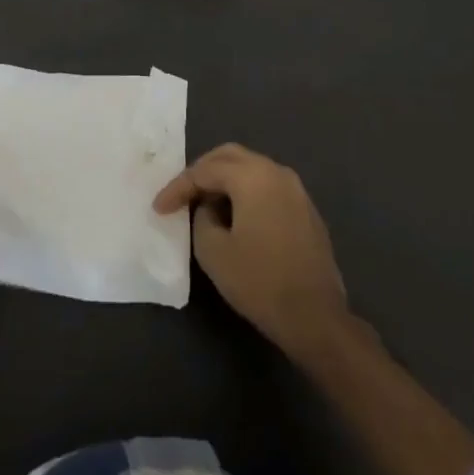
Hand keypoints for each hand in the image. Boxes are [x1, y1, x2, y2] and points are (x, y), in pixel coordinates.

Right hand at [153, 143, 349, 361]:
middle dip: (202, 171)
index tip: (158, 208)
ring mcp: (296, 190)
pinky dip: (246, 192)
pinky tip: (235, 216)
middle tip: (182, 193)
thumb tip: (210, 209)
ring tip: (204, 203)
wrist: (315, 317)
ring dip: (225, 180)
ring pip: (252, 169)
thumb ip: (202, 217)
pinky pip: (268, 187)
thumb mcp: (213, 250)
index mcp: (253, 176)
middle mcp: (277, 173)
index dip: (178, 187)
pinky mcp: (306, 210)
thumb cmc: (259, 281)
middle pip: (230, 157)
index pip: (205, 170)